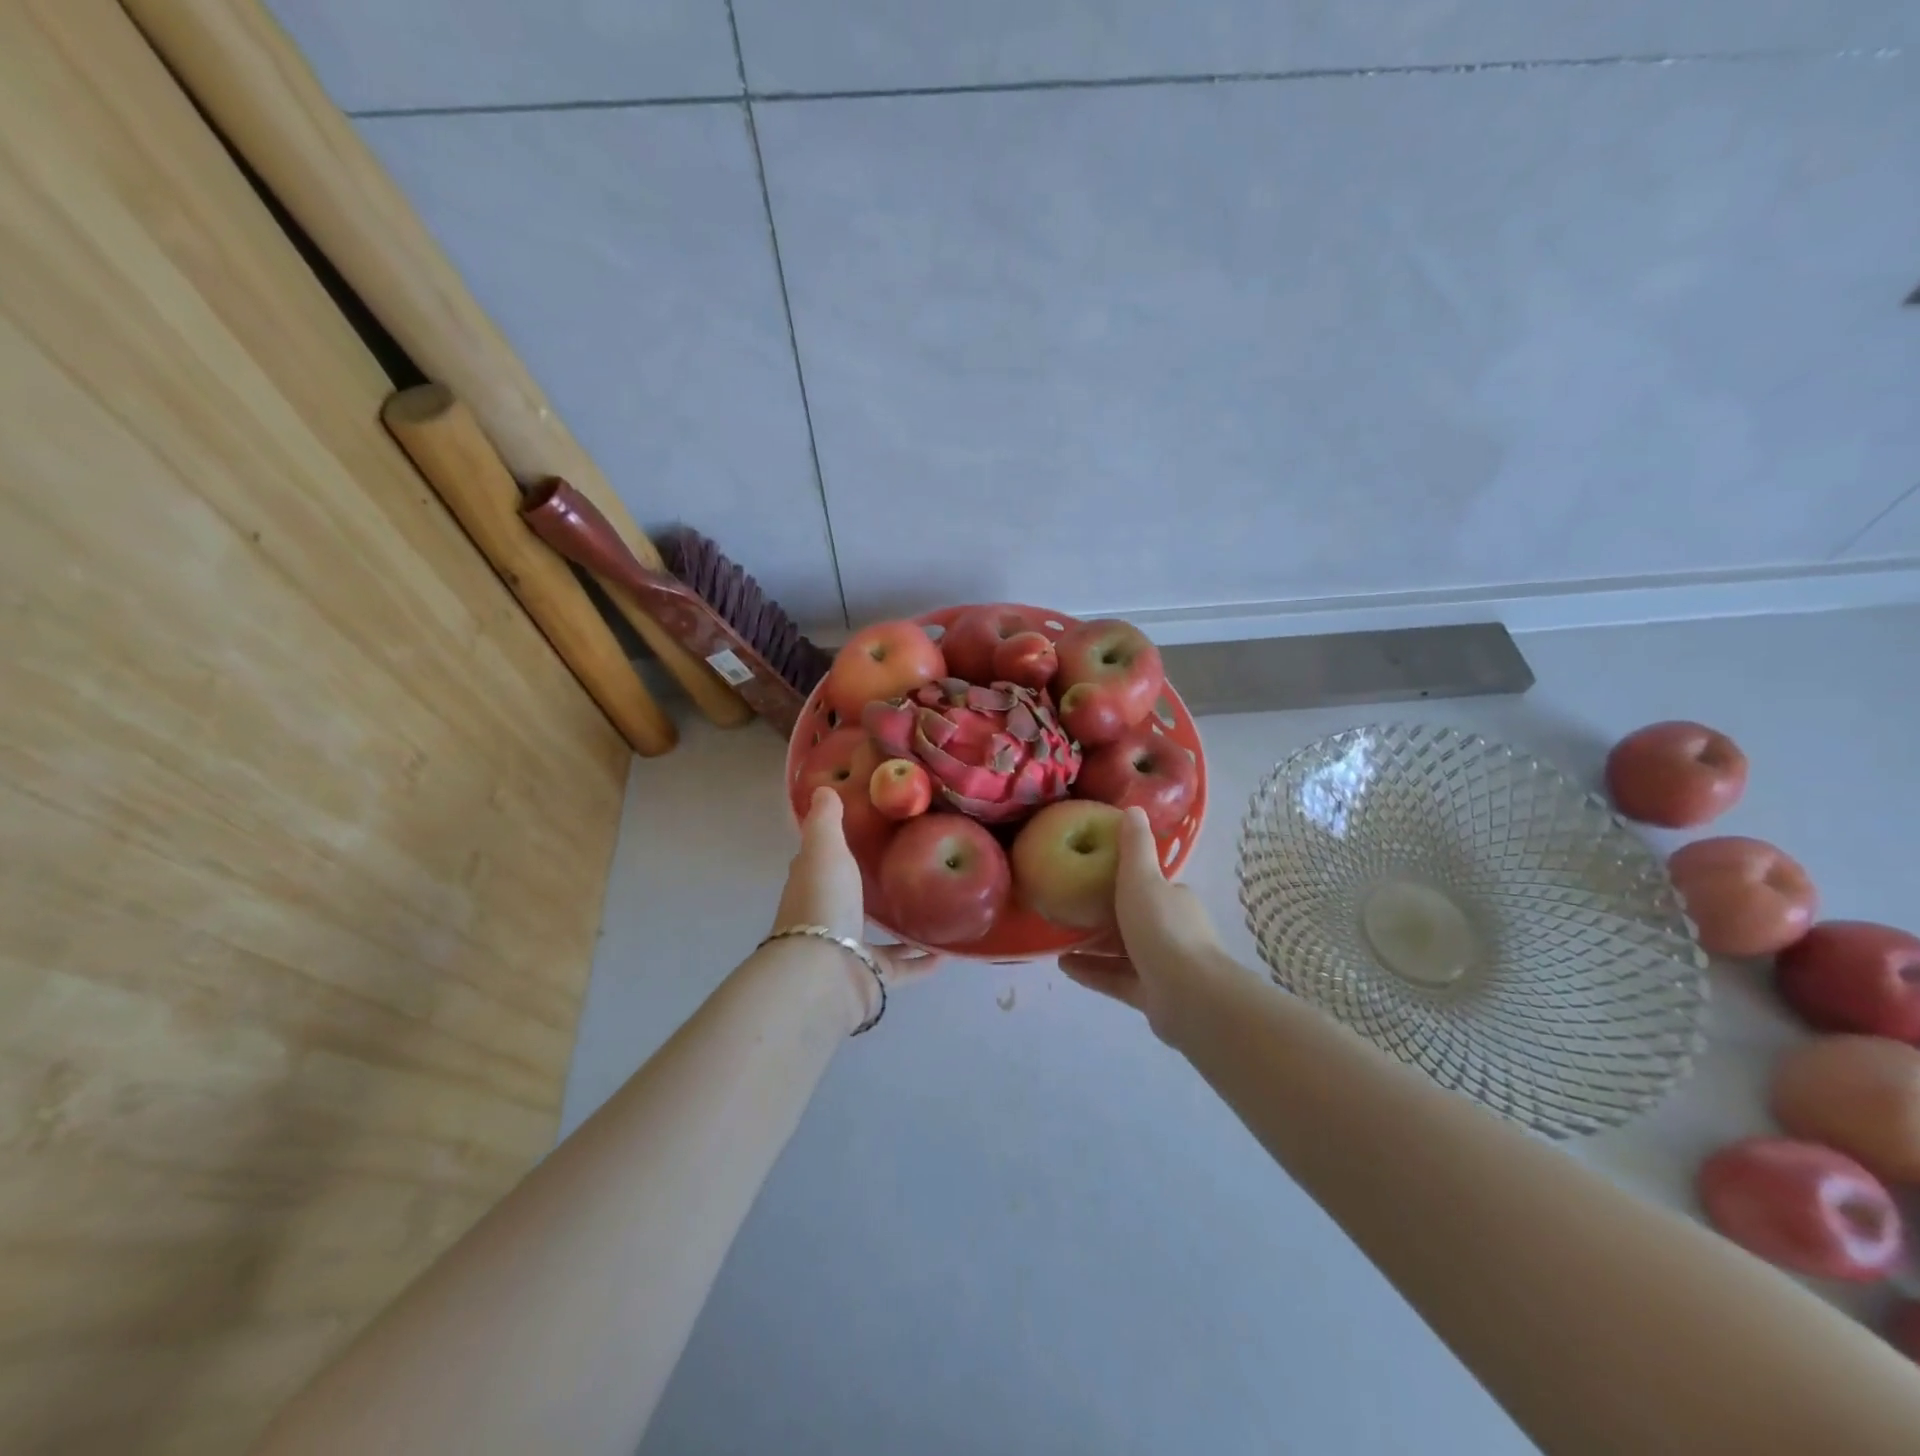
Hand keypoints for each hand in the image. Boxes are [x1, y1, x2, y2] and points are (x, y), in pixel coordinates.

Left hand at [773, 788, 939, 984]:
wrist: (825, 970)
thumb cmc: (823, 900)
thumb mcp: (825, 849)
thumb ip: (826, 821)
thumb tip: (822, 788)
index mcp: (813, 886)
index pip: (821, 862)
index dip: (835, 846)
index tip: (863, 830)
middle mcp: (829, 918)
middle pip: (849, 897)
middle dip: (870, 886)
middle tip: (910, 865)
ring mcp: (850, 951)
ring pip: (877, 935)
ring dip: (899, 926)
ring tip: (933, 904)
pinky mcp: (873, 976)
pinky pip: (904, 966)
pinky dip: (924, 961)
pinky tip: (950, 950)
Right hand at [1058, 806, 1232, 1041]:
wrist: (1189, 995)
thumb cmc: (1162, 929)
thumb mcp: (1142, 878)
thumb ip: (1135, 847)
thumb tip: (1133, 809)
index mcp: (1174, 900)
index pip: (1149, 885)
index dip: (1124, 880)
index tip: (1091, 876)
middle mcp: (1173, 931)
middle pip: (1135, 918)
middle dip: (1104, 915)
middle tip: (1069, 908)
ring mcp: (1164, 966)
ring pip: (1123, 951)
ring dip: (1093, 946)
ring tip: (1059, 939)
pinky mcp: (1152, 995)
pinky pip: (1117, 979)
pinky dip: (1093, 971)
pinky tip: (1064, 966)